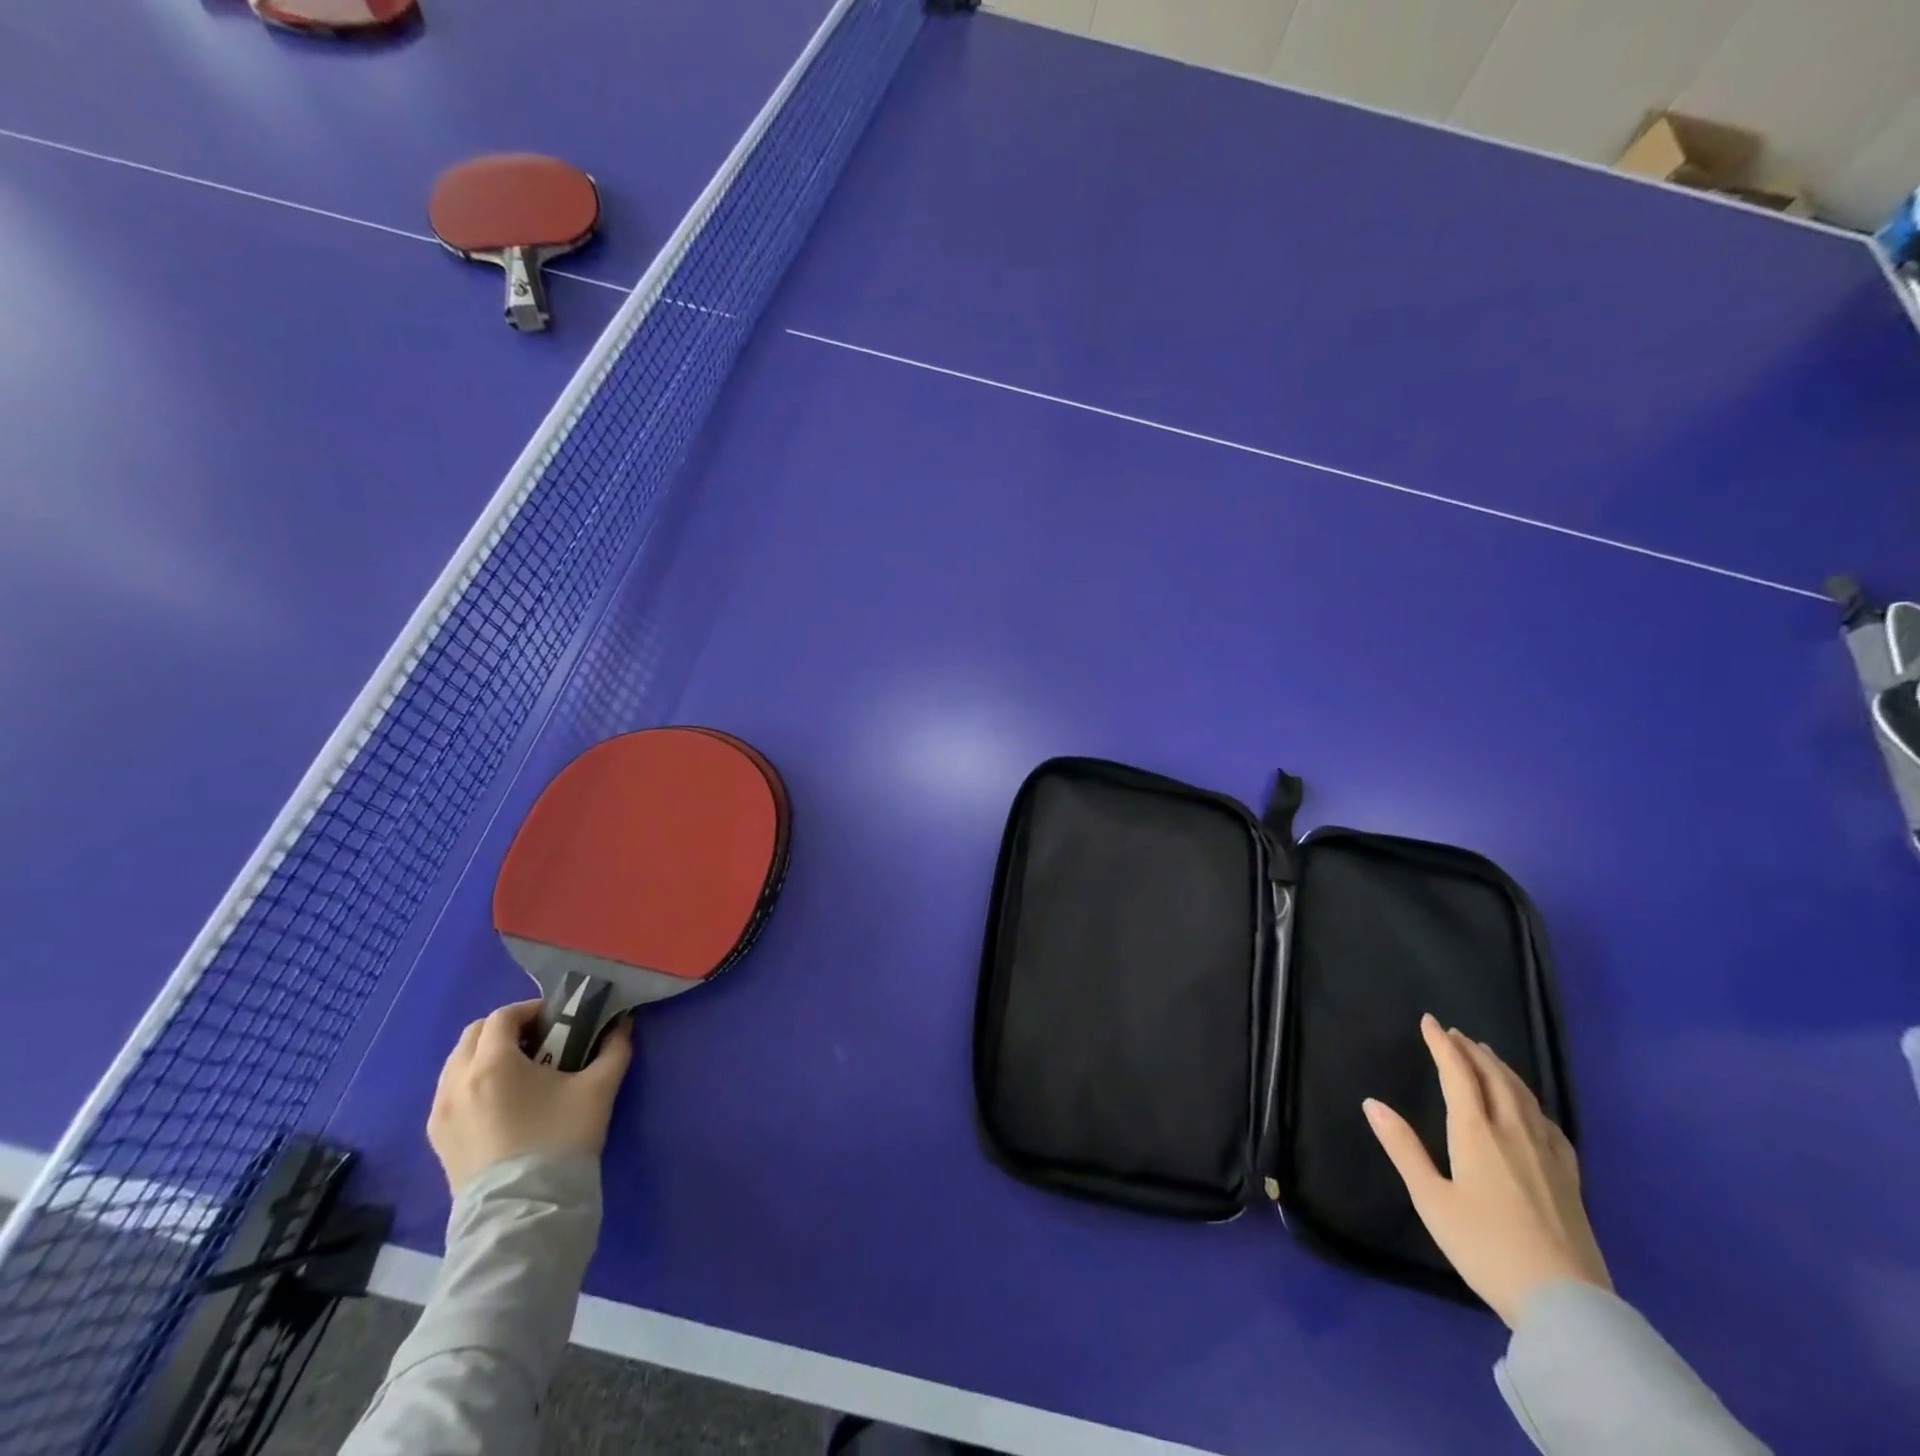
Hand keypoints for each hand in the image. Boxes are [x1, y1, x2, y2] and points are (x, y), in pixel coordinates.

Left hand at [427, 999, 634, 1193]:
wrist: (525, 1212)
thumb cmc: (561, 1140)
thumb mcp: (599, 1088)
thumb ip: (614, 1049)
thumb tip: (622, 1025)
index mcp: (492, 1064)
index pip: (503, 1016)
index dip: (531, 1010)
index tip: (558, 1021)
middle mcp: (456, 1082)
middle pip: (474, 1035)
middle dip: (506, 1030)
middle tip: (540, 1041)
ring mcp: (441, 1113)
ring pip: (457, 1064)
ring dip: (487, 1055)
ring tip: (521, 1072)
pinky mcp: (438, 1140)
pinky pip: (450, 1093)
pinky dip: (473, 1082)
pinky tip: (502, 1102)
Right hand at [1363, 1013, 1609, 1326]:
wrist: (1565, 1302)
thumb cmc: (1485, 1247)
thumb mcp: (1431, 1199)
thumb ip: (1403, 1148)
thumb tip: (1372, 1103)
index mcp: (1476, 1133)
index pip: (1458, 1073)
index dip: (1442, 1045)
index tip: (1429, 1021)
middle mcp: (1513, 1132)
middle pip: (1494, 1078)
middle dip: (1472, 1051)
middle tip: (1456, 1033)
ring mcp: (1547, 1154)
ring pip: (1524, 1096)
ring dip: (1502, 1069)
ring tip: (1488, 1056)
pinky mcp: (1569, 1178)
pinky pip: (1548, 1123)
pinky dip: (1531, 1101)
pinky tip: (1530, 1108)